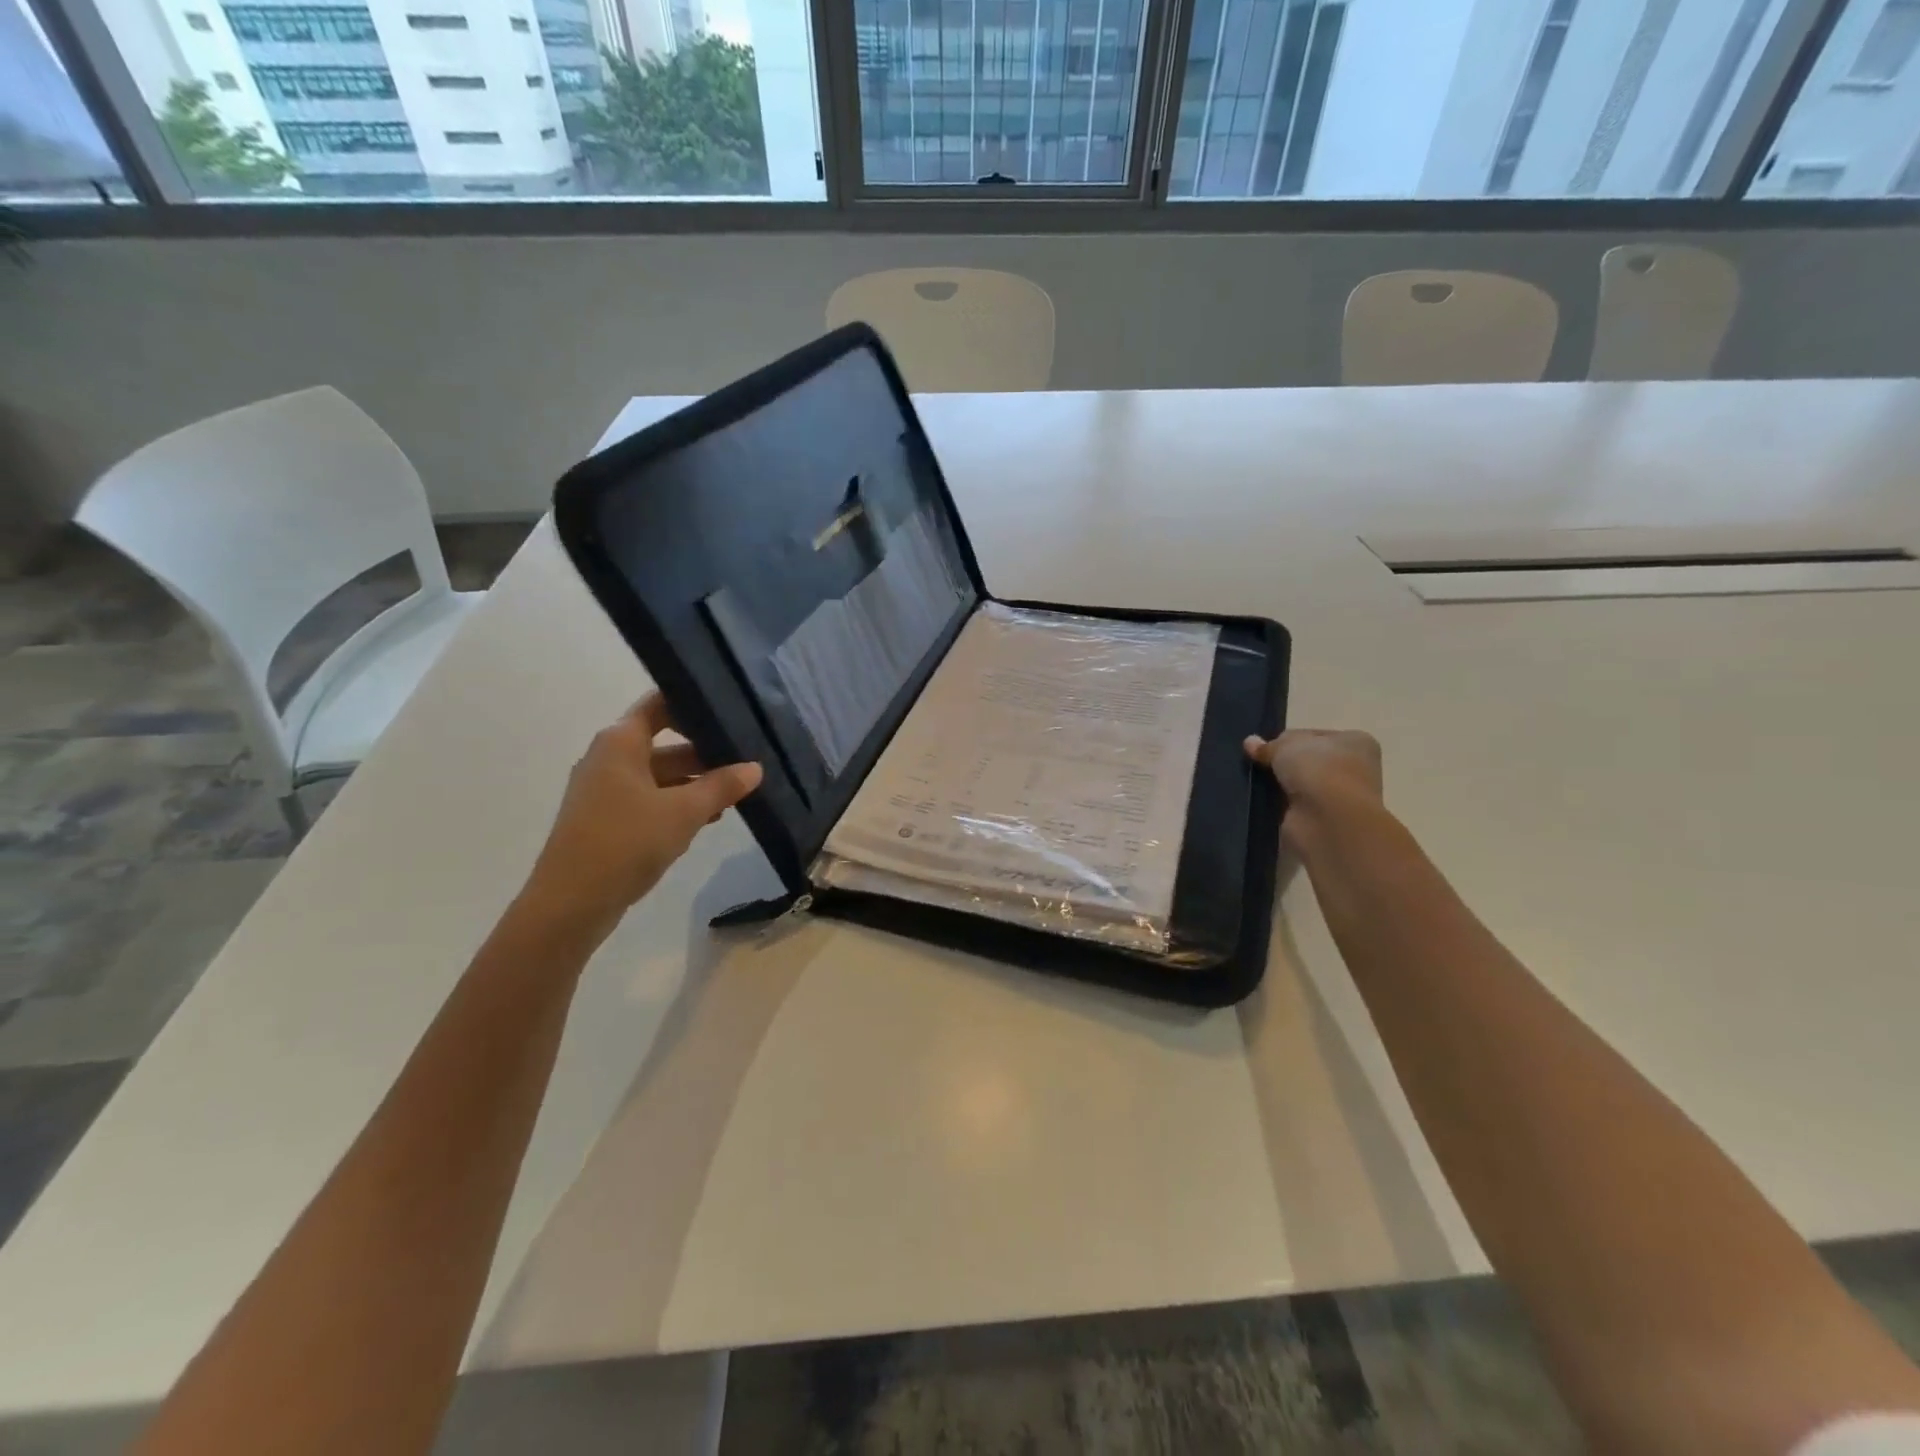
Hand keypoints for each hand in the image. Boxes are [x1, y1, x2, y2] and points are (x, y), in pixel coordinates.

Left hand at [522, 694, 762, 935]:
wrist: (570, 904)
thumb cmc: (626, 842)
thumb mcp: (684, 812)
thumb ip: (722, 786)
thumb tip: (755, 767)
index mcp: (620, 742)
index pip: (660, 704)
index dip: (693, 702)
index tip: (731, 709)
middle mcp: (609, 758)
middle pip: (664, 743)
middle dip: (705, 751)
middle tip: (747, 757)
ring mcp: (605, 790)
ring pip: (659, 775)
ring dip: (695, 782)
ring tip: (736, 793)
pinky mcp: (607, 819)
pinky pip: (649, 799)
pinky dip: (677, 803)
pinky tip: (708, 819)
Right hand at [1244, 729, 1382, 845]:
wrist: (1330, 821)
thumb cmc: (1318, 770)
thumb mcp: (1286, 745)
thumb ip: (1269, 745)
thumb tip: (1250, 742)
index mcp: (1355, 742)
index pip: (1315, 736)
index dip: (1289, 740)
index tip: (1267, 747)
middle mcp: (1354, 769)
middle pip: (1309, 762)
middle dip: (1285, 765)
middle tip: (1259, 765)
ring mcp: (1340, 798)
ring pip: (1301, 786)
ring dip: (1282, 787)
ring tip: (1257, 784)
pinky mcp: (1325, 822)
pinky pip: (1296, 808)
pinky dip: (1281, 807)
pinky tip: (1264, 804)